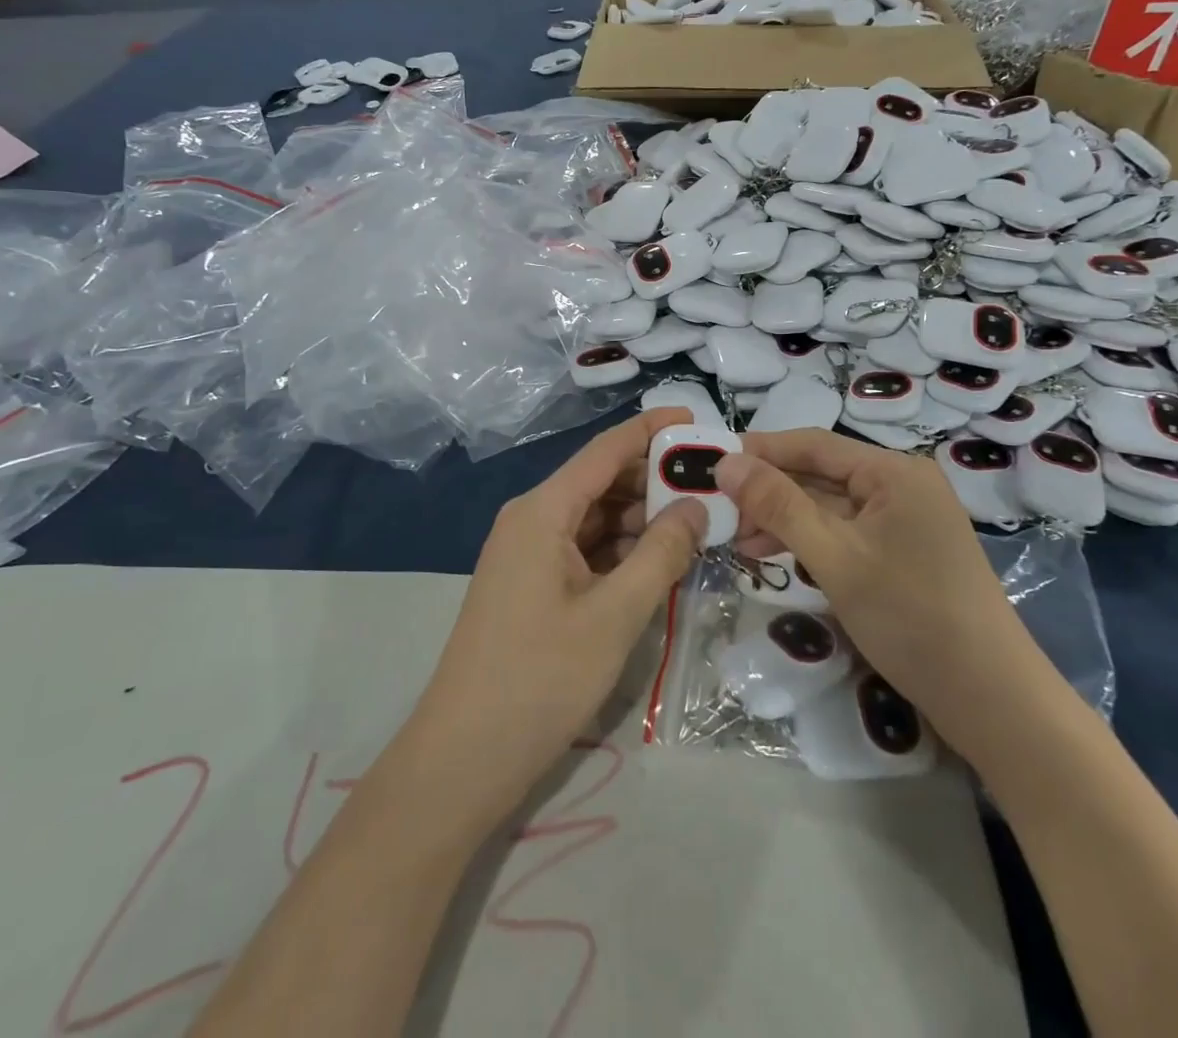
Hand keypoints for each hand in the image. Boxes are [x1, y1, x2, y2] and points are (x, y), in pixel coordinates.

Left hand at [401, 408, 705, 828]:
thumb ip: (660, 553)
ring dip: (642, 519)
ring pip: (595, 518)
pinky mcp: (532, 585)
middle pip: (601, 482)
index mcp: (543, 510)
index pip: (605, 450)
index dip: (651, 430)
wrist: (464, 756)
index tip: (697, 421)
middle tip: (713, 487)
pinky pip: (584, 550)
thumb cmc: (541, 677)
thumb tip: (696, 506)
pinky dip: (622, 551)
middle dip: (654, 481)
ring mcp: (529, 554)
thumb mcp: (615, 614)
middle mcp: (532, 519)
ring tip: (699, 524)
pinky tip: (659, 562)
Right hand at [716, 431, 1040, 750]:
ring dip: (784, 520)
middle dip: (768, 492)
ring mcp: (905, 521)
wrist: (991, 699)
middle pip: (820, 475)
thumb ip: (778, 505)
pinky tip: (776, 556)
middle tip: (716, 510)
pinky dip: (810, 542)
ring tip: (736, 539)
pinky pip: (846, 533)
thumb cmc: (910, 616)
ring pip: (830, 507)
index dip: (759, 450)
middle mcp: (901, 485)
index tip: (710, 462)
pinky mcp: (903, 553)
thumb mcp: (834, 557)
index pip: (812, 444)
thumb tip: (726, 462)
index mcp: (893, 471)